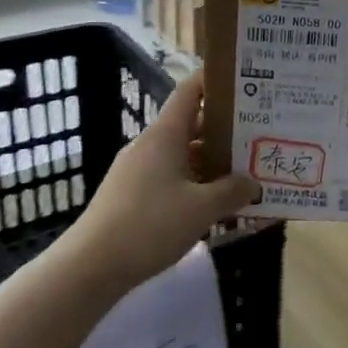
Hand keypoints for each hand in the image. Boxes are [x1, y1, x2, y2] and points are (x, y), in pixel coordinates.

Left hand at [63, 71, 259, 294]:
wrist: (89, 267)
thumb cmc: (149, 226)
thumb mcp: (201, 209)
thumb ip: (232, 192)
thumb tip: (253, 183)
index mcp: (165, 134)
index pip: (190, 91)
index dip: (214, 80)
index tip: (243, 80)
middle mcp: (150, 144)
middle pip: (191, 124)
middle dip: (224, 129)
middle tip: (258, 133)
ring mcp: (137, 170)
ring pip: (181, 154)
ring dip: (210, 160)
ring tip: (243, 171)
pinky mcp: (130, 195)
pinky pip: (169, 177)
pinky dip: (193, 182)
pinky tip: (212, 203)